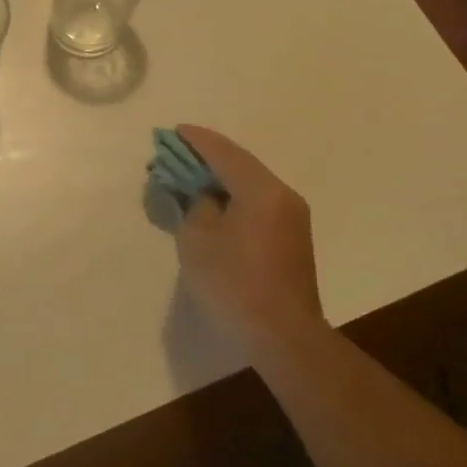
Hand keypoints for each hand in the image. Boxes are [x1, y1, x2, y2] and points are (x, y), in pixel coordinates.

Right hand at [173, 125, 324, 348]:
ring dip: (220, 179)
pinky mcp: (291, 239)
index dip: (196, 141)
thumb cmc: (234, 283)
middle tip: (176, 156)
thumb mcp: (198, 239)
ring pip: (250, 185)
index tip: (174, 132)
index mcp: (261, 190)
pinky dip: (233, 197)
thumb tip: (204, 197)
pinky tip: (213, 205)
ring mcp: (292, 218)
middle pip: (240, 165)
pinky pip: (258, 204)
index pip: (224, 153)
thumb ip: (196, 206)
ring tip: (190, 179)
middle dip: (207, 158)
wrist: (282, 335)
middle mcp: (283, 196)